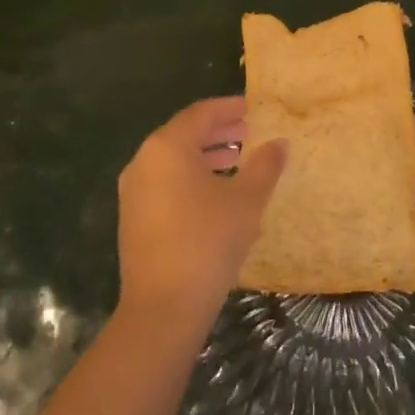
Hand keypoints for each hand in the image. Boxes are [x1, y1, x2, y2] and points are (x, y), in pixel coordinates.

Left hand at [116, 97, 288, 329]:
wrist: (163, 306)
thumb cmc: (208, 242)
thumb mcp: (246, 201)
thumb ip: (265, 166)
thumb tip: (280, 144)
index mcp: (167, 147)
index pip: (201, 113)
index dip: (230, 108)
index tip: (255, 109)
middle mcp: (144, 161)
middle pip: (185, 134)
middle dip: (219, 132)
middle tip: (251, 133)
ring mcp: (134, 191)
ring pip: (174, 160)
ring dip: (207, 156)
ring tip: (239, 161)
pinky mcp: (134, 217)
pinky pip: (166, 182)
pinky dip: (191, 178)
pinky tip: (217, 194)